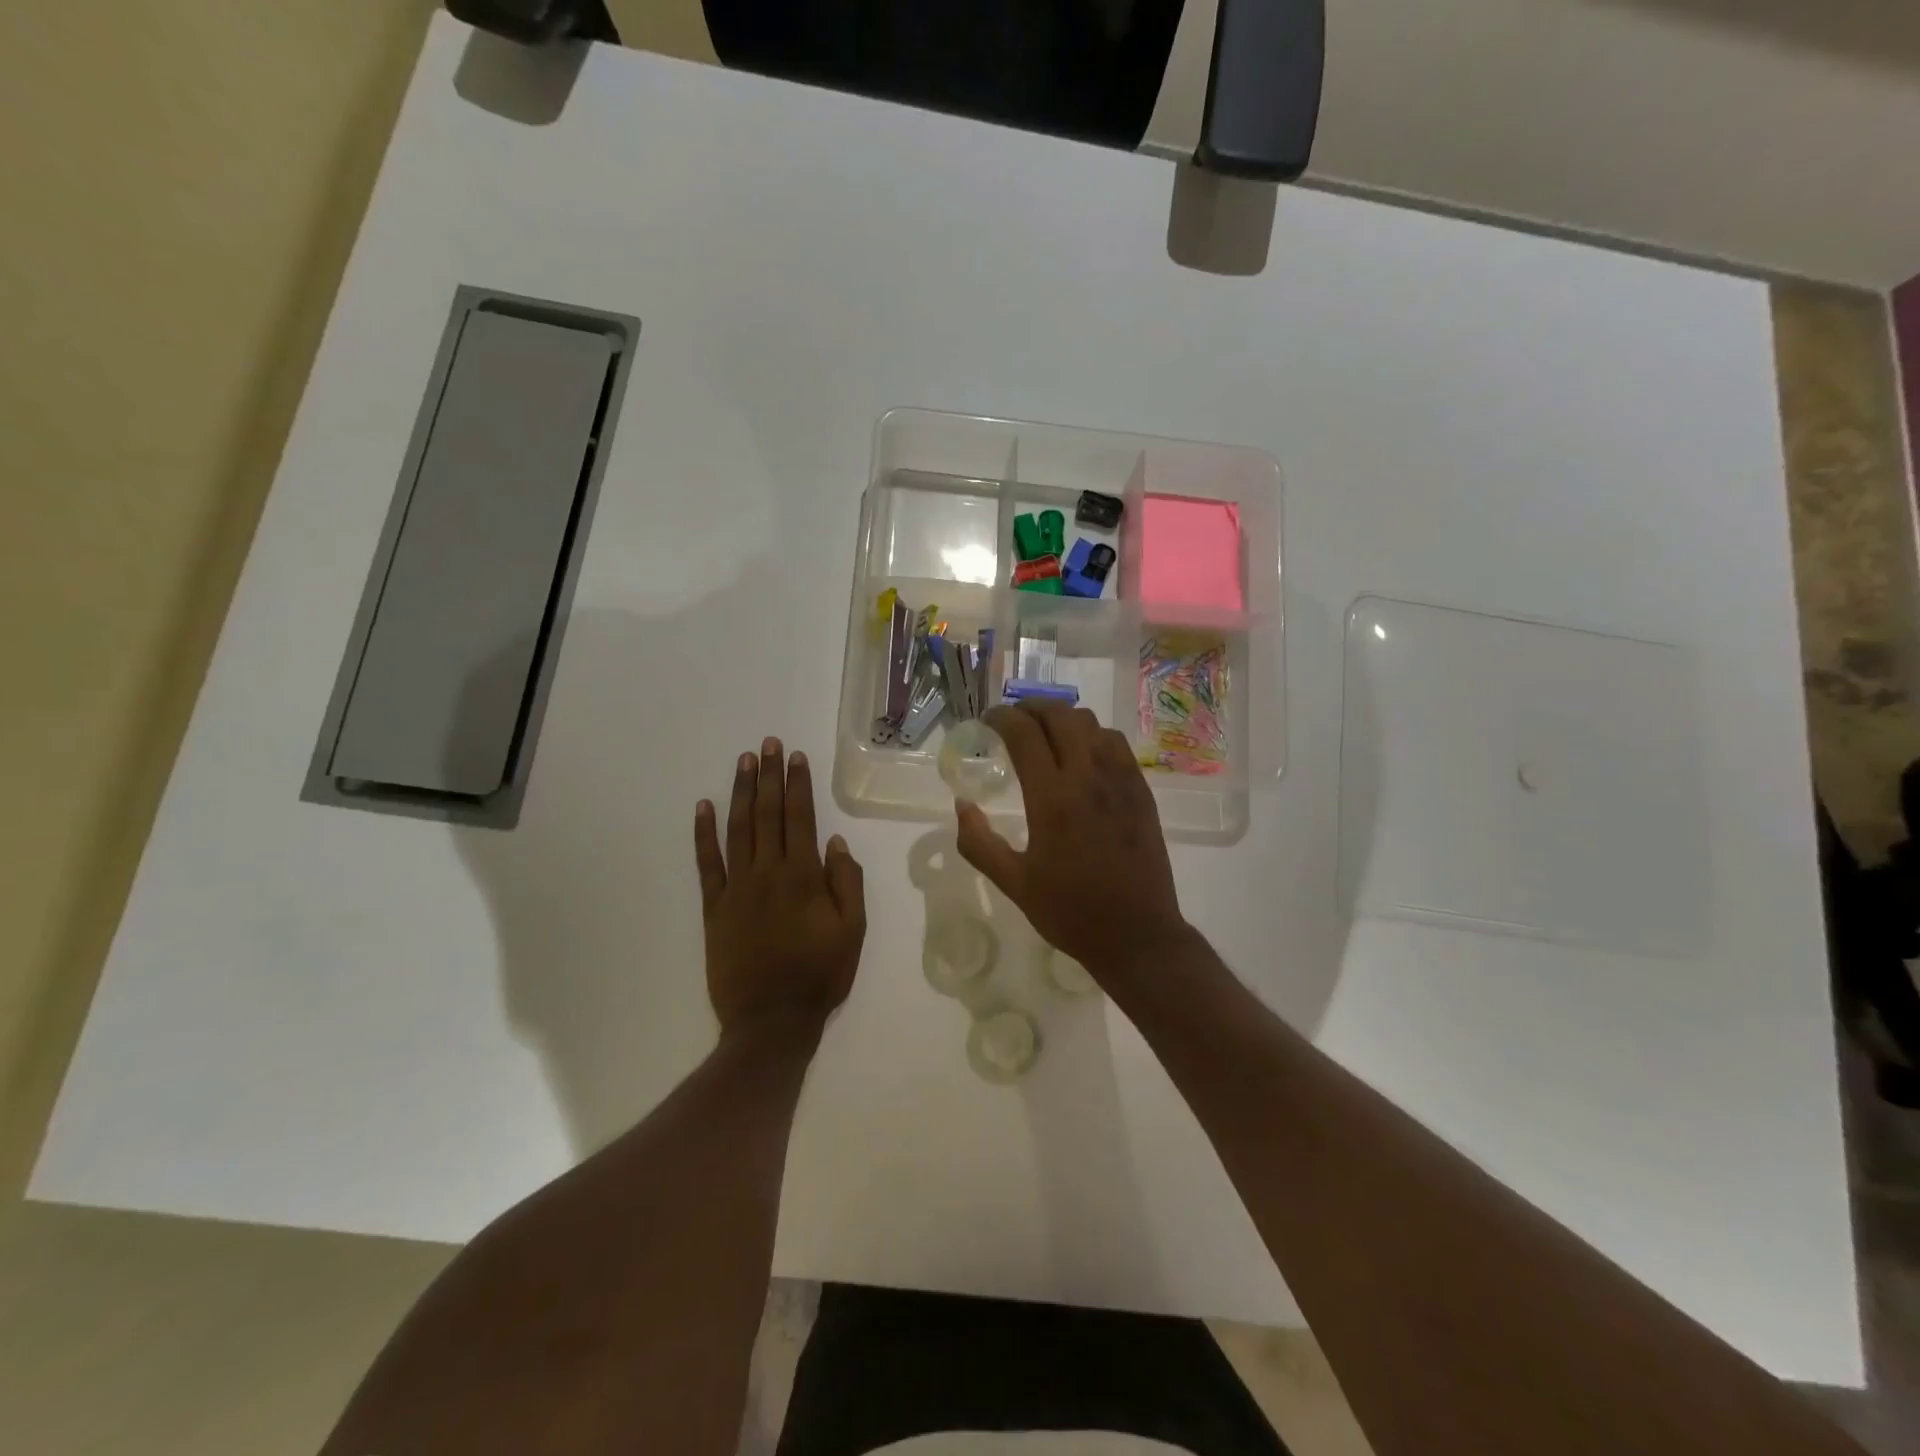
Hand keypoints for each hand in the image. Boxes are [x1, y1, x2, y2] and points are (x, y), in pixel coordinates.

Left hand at [694, 738, 865, 1037]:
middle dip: (768, 776)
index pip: (800, 818)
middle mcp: (769, 872)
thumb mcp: (853, 931)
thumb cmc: (820, 975)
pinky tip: (703, 807)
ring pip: (738, 830)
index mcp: (805, 876)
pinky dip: (704, 834)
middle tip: (767, 744)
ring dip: (740, 793)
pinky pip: (707, 863)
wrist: (772, 1020)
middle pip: (768, 814)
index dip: (797, 784)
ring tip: (744, 762)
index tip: (794, 757)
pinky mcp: (714, 907)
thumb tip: (836, 841)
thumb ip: (847, 882)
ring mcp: (737, 888)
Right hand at [955, 701, 1186, 984]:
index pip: (1024, 734)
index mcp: (1052, 798)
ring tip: (1047, 734)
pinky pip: (1116, 744)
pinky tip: (1083, 755)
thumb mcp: (1013, 883)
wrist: (1137, 934)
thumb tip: (962, 805)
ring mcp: (1120, 780)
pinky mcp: (1141, 790)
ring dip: (1063, 719)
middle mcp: (1088, 777)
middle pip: (1060, 715)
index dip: (1002, 718)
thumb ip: (979, 843)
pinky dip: (1093, 736)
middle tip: (1014, 720)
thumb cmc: (1070, 912)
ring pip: (1092, 723)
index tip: (988, 721)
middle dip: (1032, 708)